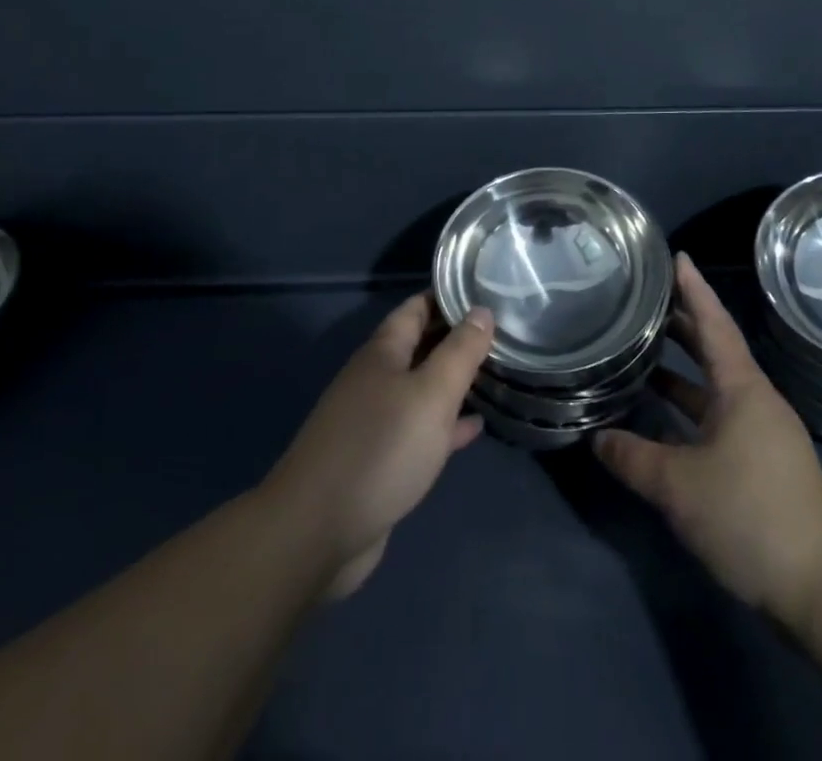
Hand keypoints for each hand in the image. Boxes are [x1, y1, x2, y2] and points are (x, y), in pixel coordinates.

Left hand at [261, 293, 494, 598]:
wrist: (317, 532)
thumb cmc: (381, 448)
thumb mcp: (431, 393)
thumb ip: (459, 352)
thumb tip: (481, 310)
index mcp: (383, 352)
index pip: (416, 307)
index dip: (448, 295)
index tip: (487, 288)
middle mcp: (376, 379)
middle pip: (420, 346)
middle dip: (457, 337)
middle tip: (503, 330)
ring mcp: (374, 421)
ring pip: (422, 388)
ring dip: (454, 381)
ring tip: (497, 372)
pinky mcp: (379, 461)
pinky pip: (420, 429)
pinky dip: (446, 424)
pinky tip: (476, 427)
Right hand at [595, 255, 821, 632]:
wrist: (821, 586)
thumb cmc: (750, 515)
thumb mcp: (679, 486)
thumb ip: (633, 457)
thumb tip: (597, 437)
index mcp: (743, 389)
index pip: (714, 323)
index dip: (694, 289)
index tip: (676, 256)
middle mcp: (754, 400)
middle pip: (715, 349)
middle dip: (682, 322)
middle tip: (646, 299)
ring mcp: (760, 432)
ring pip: (714, 386)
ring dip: (682, 369)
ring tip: (642, 352)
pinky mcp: (760, 461)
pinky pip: (717, 416)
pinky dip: (689, 407)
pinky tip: (660, 417)